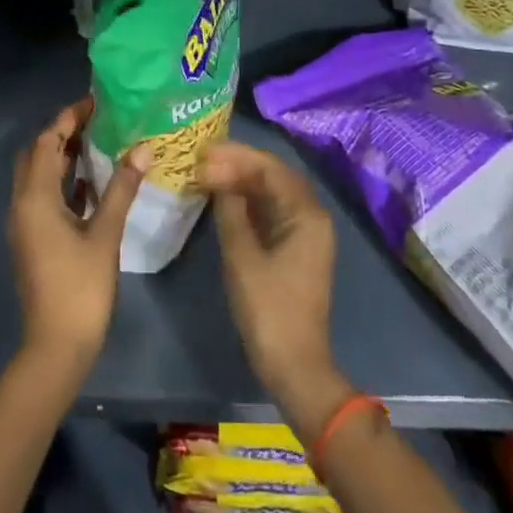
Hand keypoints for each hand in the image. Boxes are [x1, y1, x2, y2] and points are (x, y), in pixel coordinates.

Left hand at [8, 98, 147, 371]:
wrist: (56, 345)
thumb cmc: (81, 288)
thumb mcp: (105, 234)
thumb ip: (121, 188)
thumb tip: (142, 148)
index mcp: (35, 198)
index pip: (47, 142)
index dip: (68, 118)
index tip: (95, 101)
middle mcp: (22, 204)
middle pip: (37, 154)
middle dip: (61, 132)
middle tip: (97, 119)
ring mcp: (24, 222)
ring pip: (38, 175)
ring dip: (61, 155)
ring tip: (98, 140)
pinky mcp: (32, 238)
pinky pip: (43, 195)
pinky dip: (62, 180)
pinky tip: (91, 181)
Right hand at [202, 143, 349, 437]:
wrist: (294, 363)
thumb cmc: (268, 308)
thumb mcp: (241, 256)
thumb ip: (229, 210)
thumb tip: (214, 175)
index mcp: (306, 213)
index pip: (270, 167)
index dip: (236, 155)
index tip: (203, 150)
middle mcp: (311, 216)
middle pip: (274, 176)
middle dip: (238, 164)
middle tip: (201, 159)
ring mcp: (305, 233)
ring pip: (272, 193)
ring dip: (242, 181)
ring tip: (206, 173)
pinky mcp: (295, 248)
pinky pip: (271, 211)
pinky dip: (247, 201)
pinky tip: (222, 199)